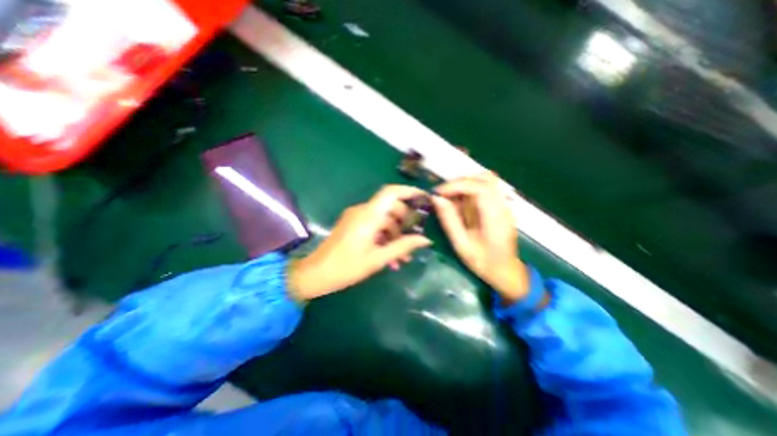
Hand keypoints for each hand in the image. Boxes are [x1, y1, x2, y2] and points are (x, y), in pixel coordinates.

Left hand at [287, 185, 429, 299]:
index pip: (391, 192)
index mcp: (368, 215)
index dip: (408, 191)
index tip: (424, 199)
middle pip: (390, 207)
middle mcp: (362, 211)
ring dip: (395, 235)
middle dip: (405, 222)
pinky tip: (390, 257)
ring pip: (383, 219)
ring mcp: (356, 218)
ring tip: (403, 257)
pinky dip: (384, 237)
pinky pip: (374, 226)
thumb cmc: (347, 267)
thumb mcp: (378, 258)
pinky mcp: (353, 225)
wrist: (315, 274)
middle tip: (415, 239)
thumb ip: (403, 246)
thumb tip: (426, 240)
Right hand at [435, 172, 531, 302]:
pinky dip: (468, 190)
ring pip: (486, 180)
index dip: (458, 185)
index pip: (481, 188)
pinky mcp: (500, 206)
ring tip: (449, 196)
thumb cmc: (483, 263)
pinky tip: (459, 202)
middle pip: (486, 178)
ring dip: (464, 184)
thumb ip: (449, 220)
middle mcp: (503, 207)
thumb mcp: (461, 245)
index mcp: (496, 219)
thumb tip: (436, 198)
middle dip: (460, 181)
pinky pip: (484, 189)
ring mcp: (504, 205)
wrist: (506, 272)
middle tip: (443, 193)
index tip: (439, 193)